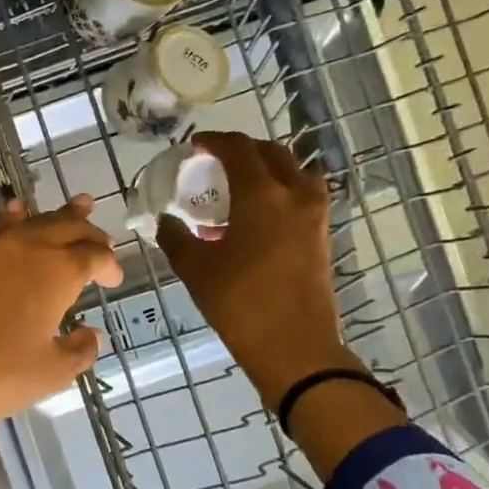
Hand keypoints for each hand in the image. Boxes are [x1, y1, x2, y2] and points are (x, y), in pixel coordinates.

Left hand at [0, 194, 121, 432]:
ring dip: (52, 216)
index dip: (109, 264)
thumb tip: (89, 335)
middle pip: (62, 226)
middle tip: (100, 236)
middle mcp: (22, 248)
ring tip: (73, 205)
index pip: (93, 256)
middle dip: (86, 229)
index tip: (114, 278)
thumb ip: (78, 351)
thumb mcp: (50, 373)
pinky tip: (10, 220)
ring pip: (26, 222)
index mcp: (55, 272)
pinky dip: (9, 224)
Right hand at [156, 132, 350, 402]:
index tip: (195, 146)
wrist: (294, 347)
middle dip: (243, 150)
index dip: (215, 142)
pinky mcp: (321, 234)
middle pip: (272, 152)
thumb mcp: (195, 268)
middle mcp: (295, 194)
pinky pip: (302, 194)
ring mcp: (315, 214)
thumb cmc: (239, 303)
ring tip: (239, 184)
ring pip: (293, 170)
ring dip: (266, 167)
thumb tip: (166, 220)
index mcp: (262, 195)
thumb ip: (176, 236)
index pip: (239, 149)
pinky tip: (256, 214)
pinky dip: (280, 189)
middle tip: (215, 161)